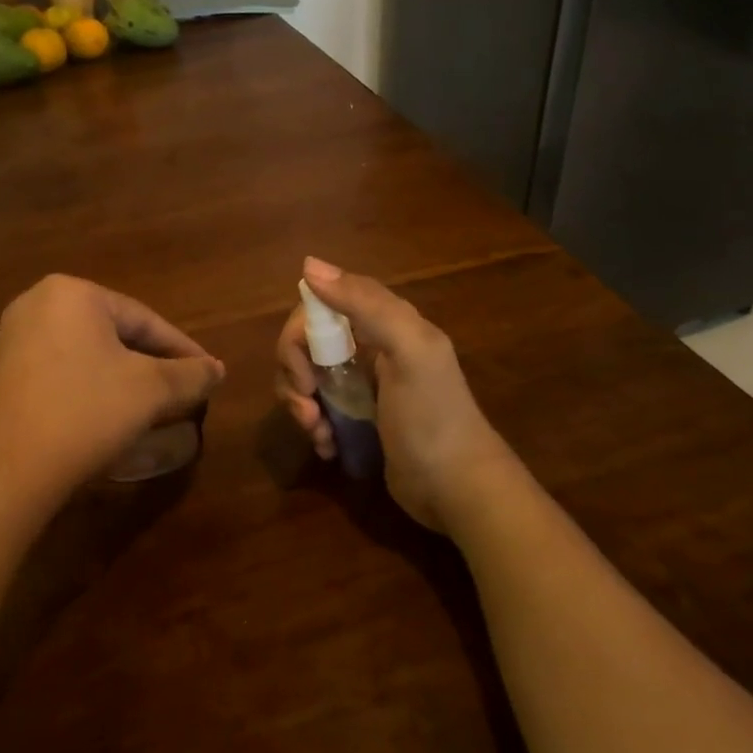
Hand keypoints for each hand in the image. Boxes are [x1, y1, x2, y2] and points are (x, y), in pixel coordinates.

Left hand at [0, 275, 224, 514]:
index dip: (183, 349)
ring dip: (124, 379)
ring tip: (153, 405)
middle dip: (153, 364)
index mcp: (73, 293)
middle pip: (115, 334)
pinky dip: (91, 389)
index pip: (145, 319)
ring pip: (88, 355)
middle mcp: (37, 304)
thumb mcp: (150, 391)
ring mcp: (13, 339)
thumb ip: (190, 374)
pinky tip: (107, 415)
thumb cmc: (85, 414)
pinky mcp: (1, 374)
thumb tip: (217, 370)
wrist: (4, 472)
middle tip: (183, 390)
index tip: (209, 374)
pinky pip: (61, 372)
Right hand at [276, 258, 513, 530]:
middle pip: (307, 344)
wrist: (457, 487)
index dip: (300, 335)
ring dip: (301, 405)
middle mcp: (370, 348)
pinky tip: (328, 447)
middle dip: (295, 376)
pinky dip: (314, 427)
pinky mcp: (357, 419)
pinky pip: (318, 409)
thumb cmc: (432, 417)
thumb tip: (309, 265)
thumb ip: (366, 304)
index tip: (304, 373)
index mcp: (384, 323)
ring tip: (318, 433)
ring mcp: (362, 385)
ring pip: (307, 378)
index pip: (320, 307)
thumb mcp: (409, 352)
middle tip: (308, 408)